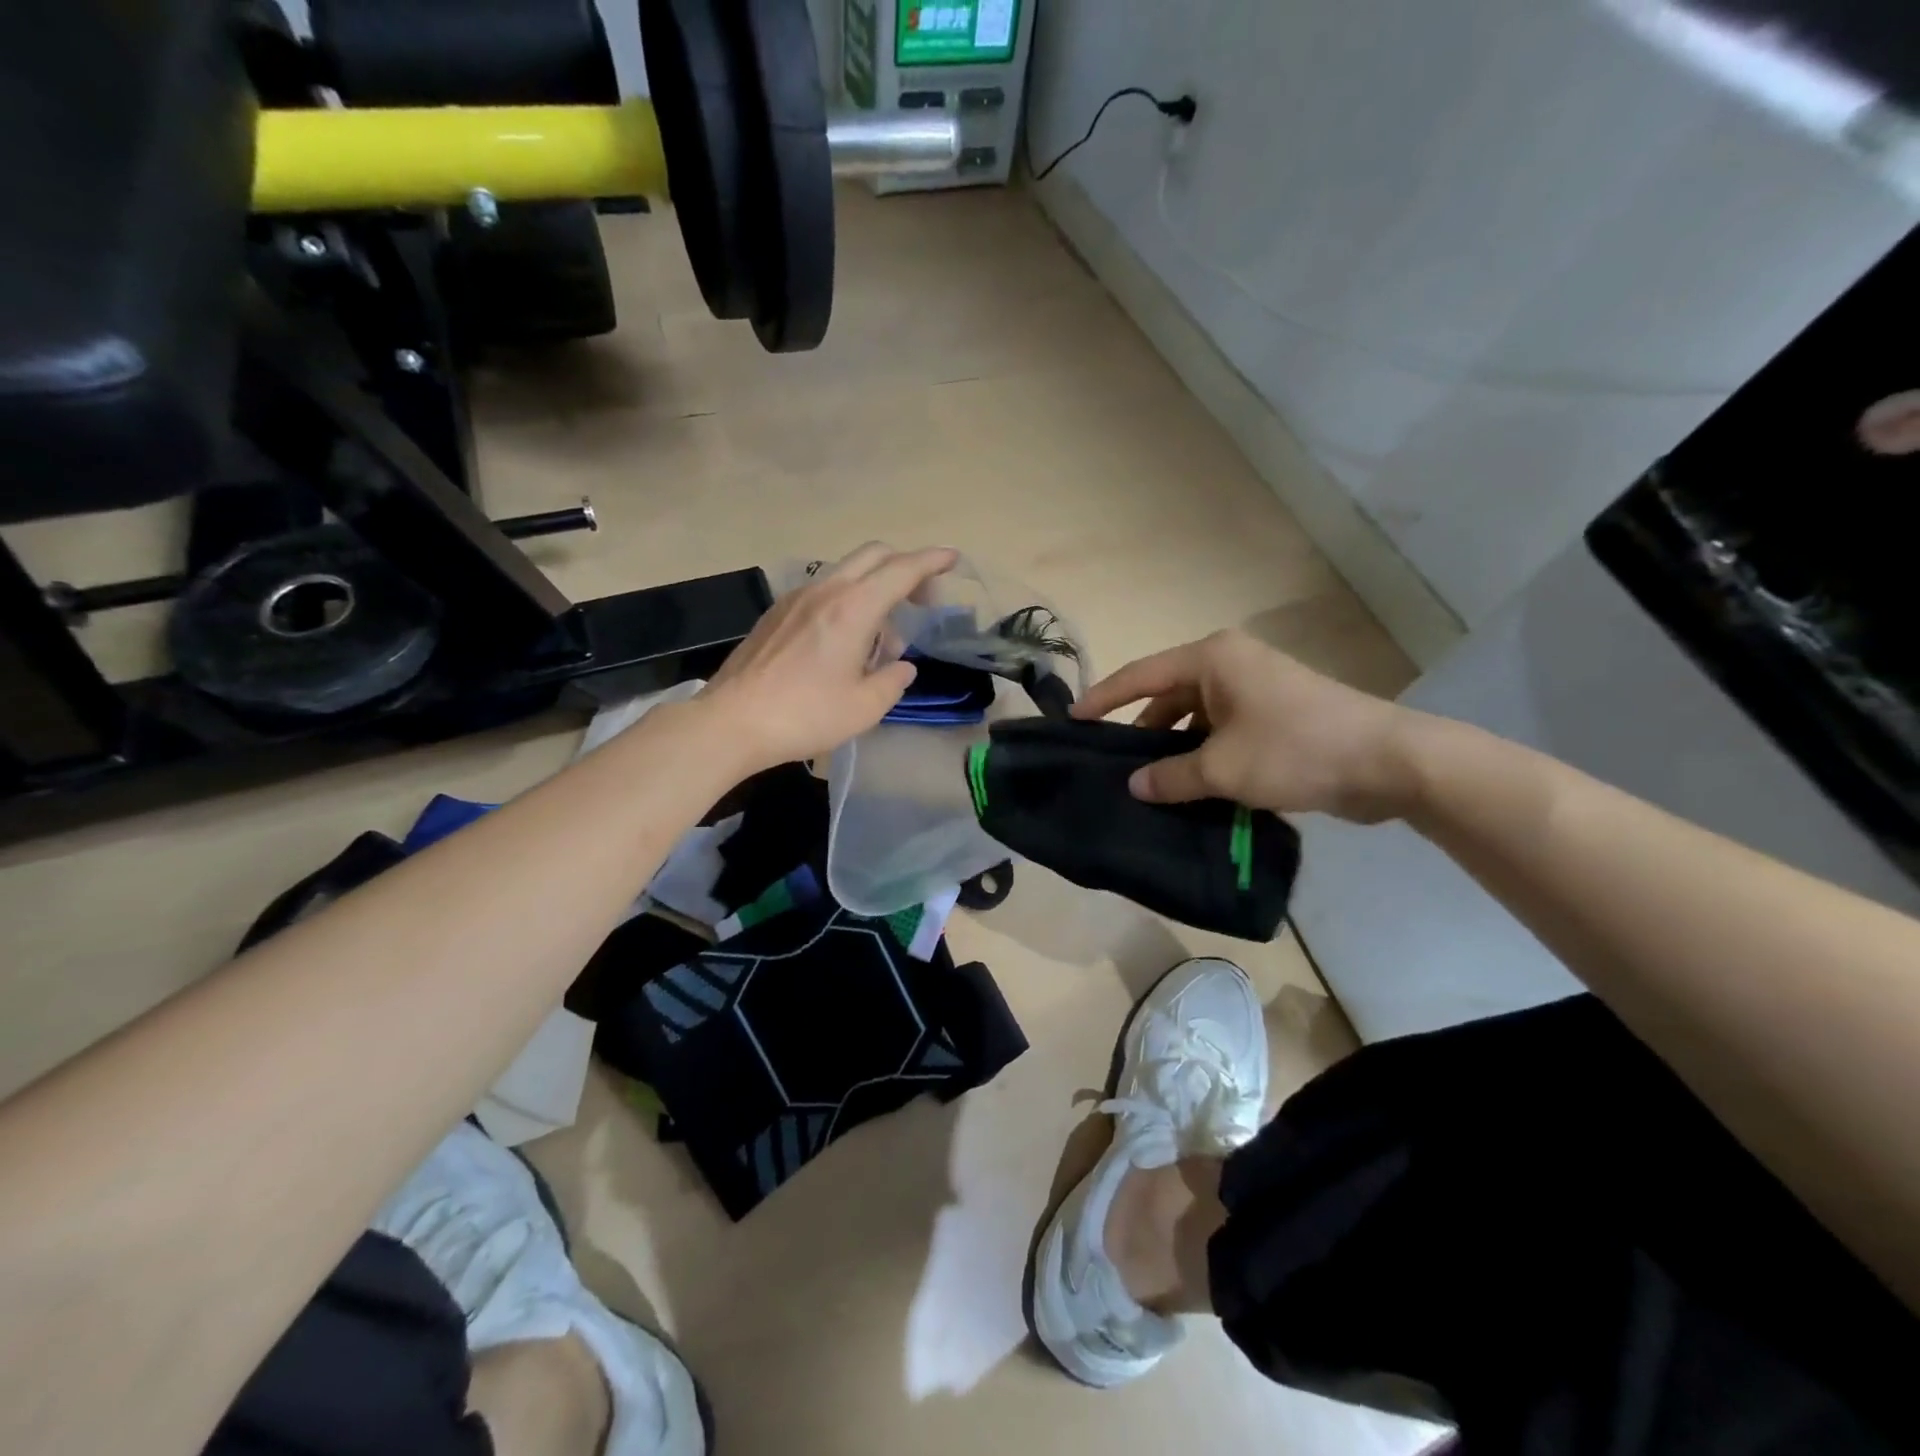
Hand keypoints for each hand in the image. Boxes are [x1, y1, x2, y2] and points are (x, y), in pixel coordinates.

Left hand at [701, 543, 958, 771]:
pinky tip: (845, 640)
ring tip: (883, 634)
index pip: (902, 570)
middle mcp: (826, 590)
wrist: (732, 722)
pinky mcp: (777, 613)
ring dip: (875, 587)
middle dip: (906, 566)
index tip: (953, 559)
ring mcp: (796, 598)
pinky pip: (824, 590)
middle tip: (924, 598)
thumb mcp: (864, 707)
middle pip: (874, 555)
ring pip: (847, 572)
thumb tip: (901, 667)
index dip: (932, 561)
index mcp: (853, 608)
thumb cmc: (805, 715)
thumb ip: (892, 681)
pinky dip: (848, 600)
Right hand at [1074, 629, 1423, 821]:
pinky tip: (1191, 788)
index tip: (1073, 720)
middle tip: (1112, 765)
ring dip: (1176, 749)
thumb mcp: (1222, 768)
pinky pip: (1222, 731)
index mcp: (1212, 659)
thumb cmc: (1295, 749)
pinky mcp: (1275, 715)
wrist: (1388, 762)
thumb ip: (1171, 776)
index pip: (1140, 675)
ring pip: (1196, 718)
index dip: (1104, 698)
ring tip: (1150, 785)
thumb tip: (1135, 785)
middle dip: (1142, 731)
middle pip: (1167, 696)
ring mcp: (1255, 689)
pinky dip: (1204, 756)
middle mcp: (1230, 665)